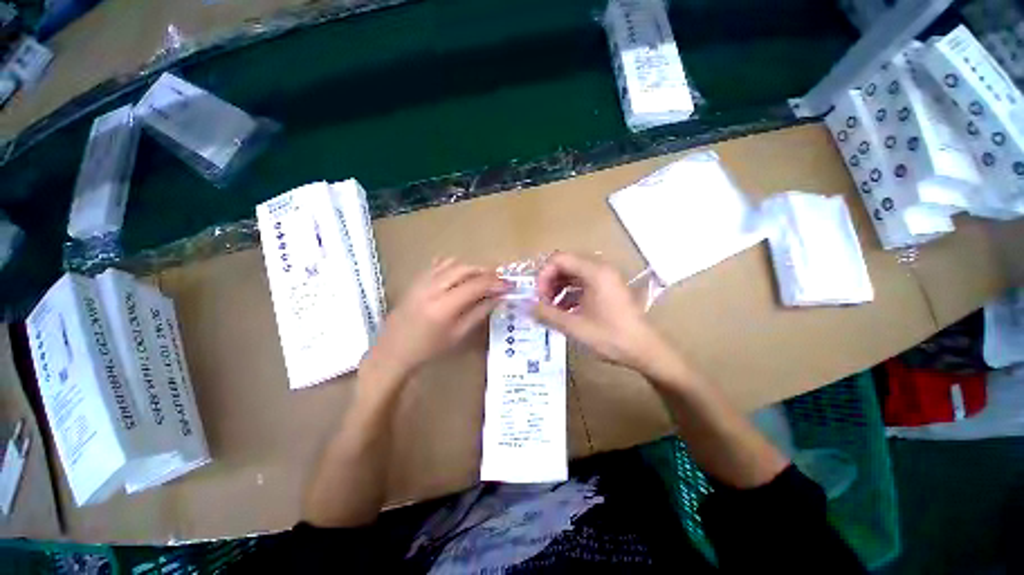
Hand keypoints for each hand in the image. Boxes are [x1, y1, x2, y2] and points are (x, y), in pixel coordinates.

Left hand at [362, 258, 507, 380]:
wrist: (394, 350)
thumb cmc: (429, 349)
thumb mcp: (458, 335)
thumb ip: (479, 312)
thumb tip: (498, 297)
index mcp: (444, 307)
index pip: (476, 285)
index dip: (496, 283)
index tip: (509, 285)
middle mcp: (432, 288)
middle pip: (466, 269)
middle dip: (486, 272)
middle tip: (498, 280)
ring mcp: (422, 281)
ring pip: (453, 263)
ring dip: (471, 268)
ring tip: (481, 279)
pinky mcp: (416, 279)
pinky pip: (439, 264)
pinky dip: (455, 266)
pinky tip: (460, 276)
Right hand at [532, 252, 667, 370]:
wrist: (645, 350)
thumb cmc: (611, 337)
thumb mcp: (574, 327)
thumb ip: (547, 314)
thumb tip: (527, 306)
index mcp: (594, 272)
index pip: (559, 259)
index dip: (543, 275)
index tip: (539, 297)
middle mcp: (600, 269)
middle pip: (565, 264)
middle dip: (550, 282)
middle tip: (543, 303)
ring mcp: (606, 278)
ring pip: (573, 274)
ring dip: (558, 288)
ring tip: (552, 309)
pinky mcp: (607, 288)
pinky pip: (582, 283)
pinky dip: (569, 293)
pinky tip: (565, 311)